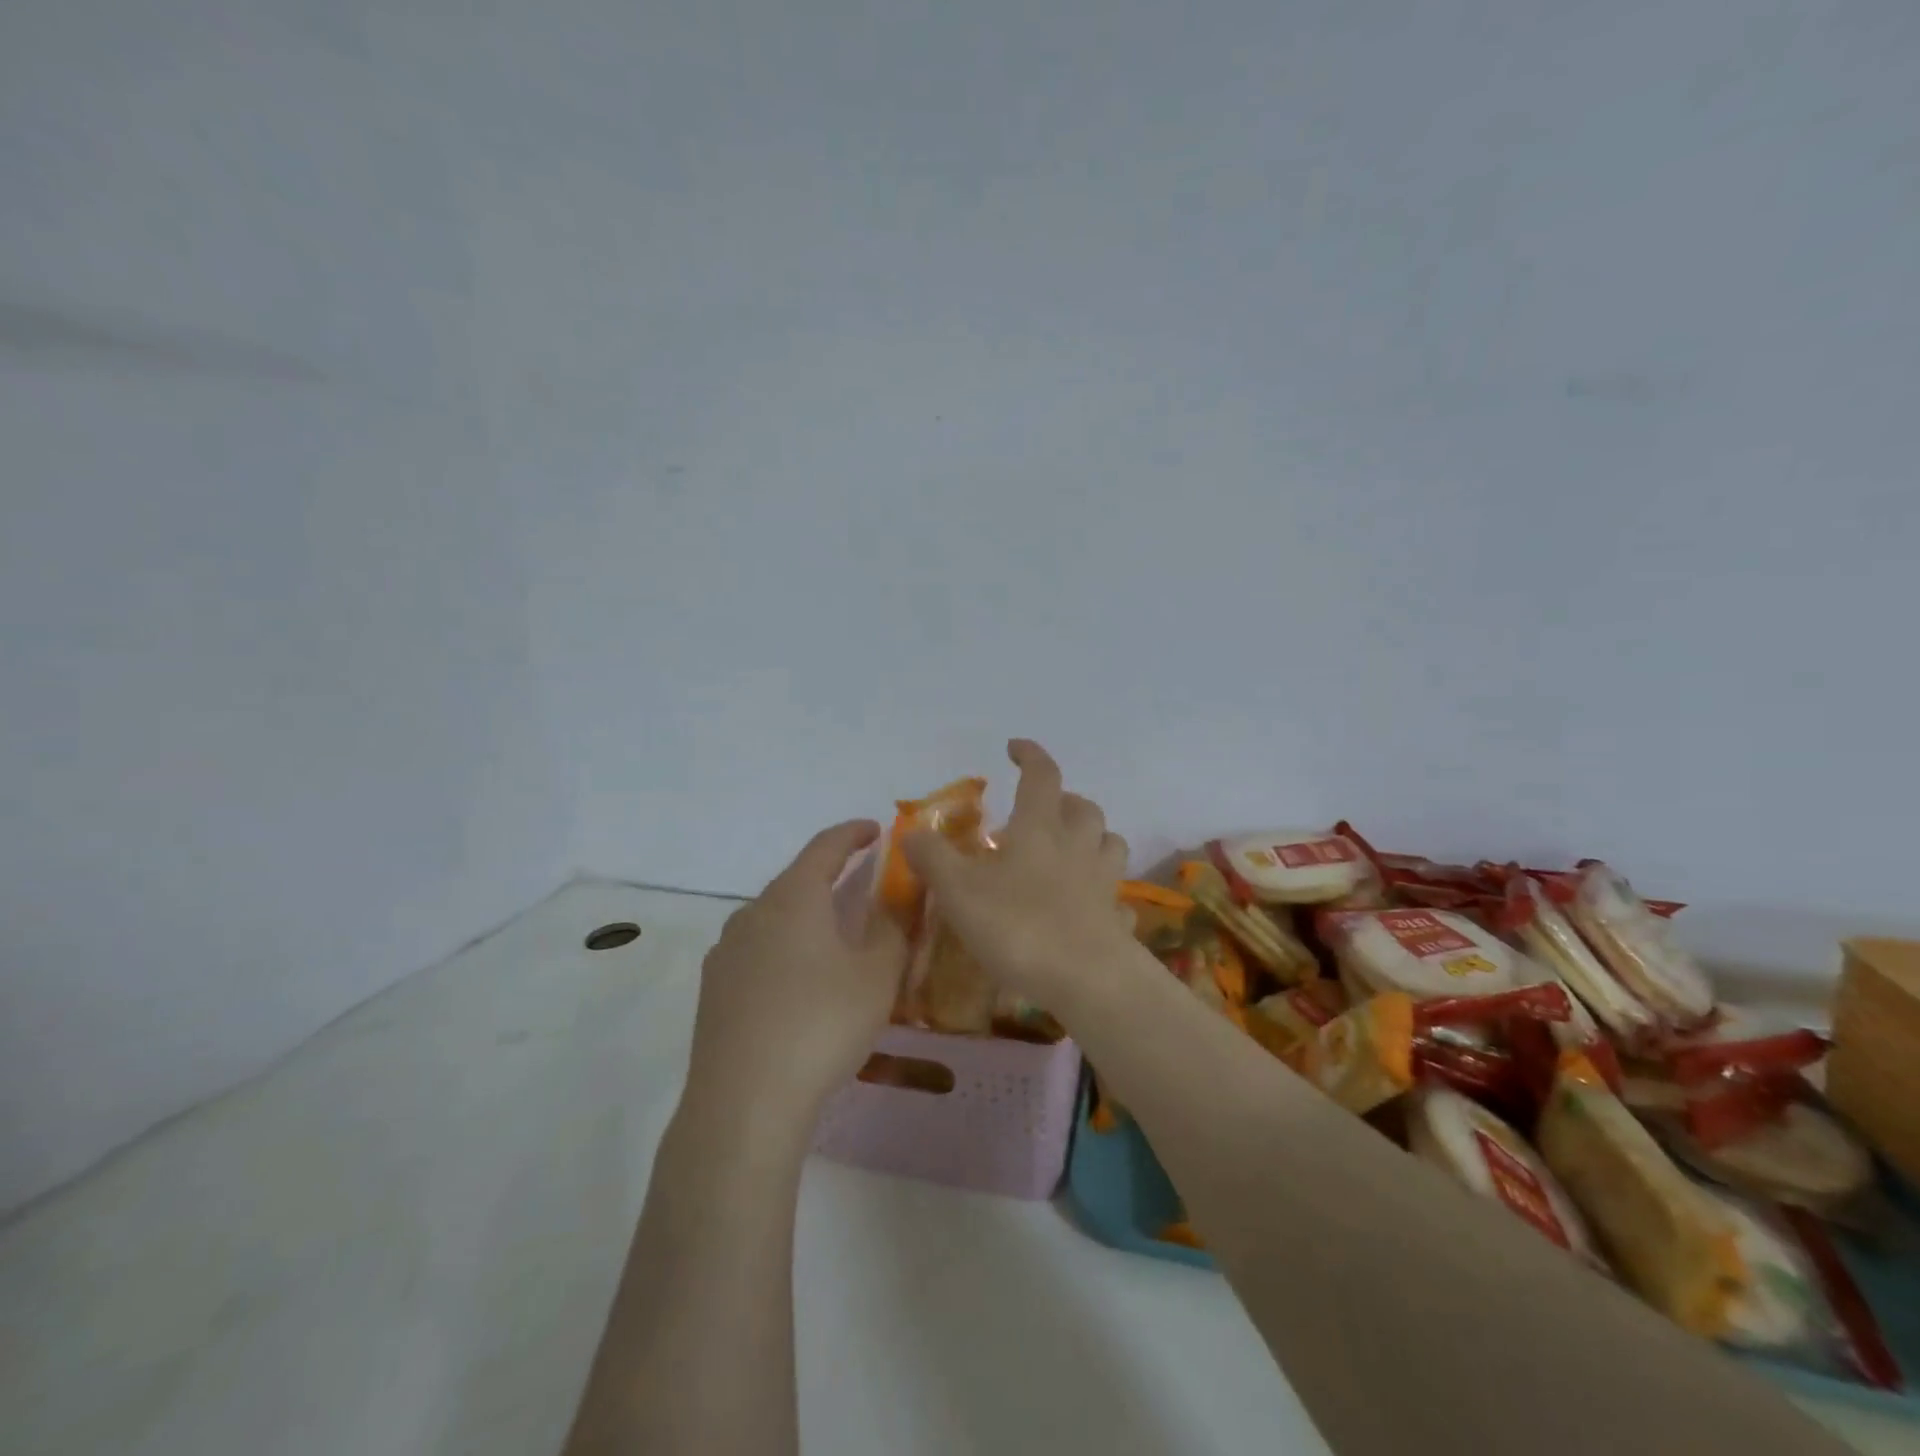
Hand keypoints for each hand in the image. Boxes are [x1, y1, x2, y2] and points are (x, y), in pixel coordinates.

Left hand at [683, 820, 909, 1126]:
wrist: (744, 1102)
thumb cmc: (822, 1025)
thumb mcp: (877, 976)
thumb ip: (892, 929)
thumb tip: (893, 902)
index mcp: (794, 898)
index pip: (825, 846)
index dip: (853, 833)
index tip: (875, 830)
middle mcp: (753, 913)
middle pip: (796, 880)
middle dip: (831, 876)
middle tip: (862, 884)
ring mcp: (726, 951)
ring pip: (774, 916)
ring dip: (806, 914)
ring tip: (833, 935)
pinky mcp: (713, 988)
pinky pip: (756, 949)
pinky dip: (784, 947)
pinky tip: (798, 980)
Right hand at [904, 740, 1136, 1014]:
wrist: (1086, 980)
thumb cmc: (1018, 926)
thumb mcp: (959, 891)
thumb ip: (933, 858)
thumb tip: (911, 832)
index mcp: (1040, 828)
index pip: (1041, 775)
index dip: (1030, 755)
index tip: (1015, 748)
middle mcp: (1078, 845)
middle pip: (1083, 807)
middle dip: (1064, 800)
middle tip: (1042, 812)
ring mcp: (1104, 881)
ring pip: (1109, 842)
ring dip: (1092, 838)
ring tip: (1070, 851)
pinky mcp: (1117, 917)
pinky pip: (1116, 895)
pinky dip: (1103, 892)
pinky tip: (1088, 906)